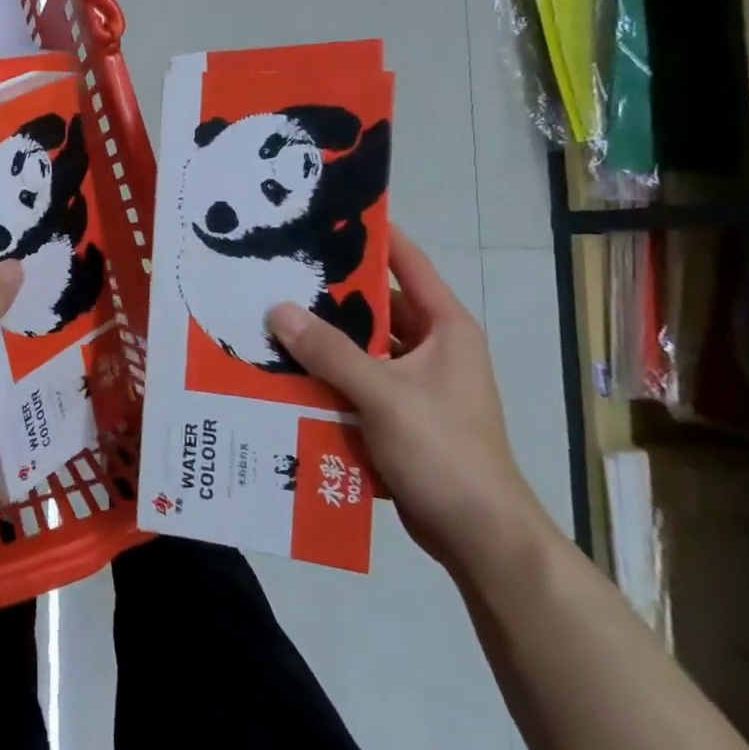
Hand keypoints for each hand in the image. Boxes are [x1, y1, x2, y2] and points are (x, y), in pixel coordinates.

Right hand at [267, 226, 553, 577]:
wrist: (478, 535)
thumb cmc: (444, 450)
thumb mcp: (384, 394)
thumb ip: (330, 351)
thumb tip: (278, 309)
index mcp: (445, 329)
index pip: (409, 265)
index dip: (374, 237)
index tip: (328, 214)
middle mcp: (433, 349)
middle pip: (376, 308)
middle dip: (330, 296)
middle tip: (278, 274)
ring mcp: (416, 384)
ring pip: (362, 348)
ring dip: (323, 341)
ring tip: (270, 321)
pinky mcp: (399, 415)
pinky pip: (356, 382)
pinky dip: (326, 377)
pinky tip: (284, 373)